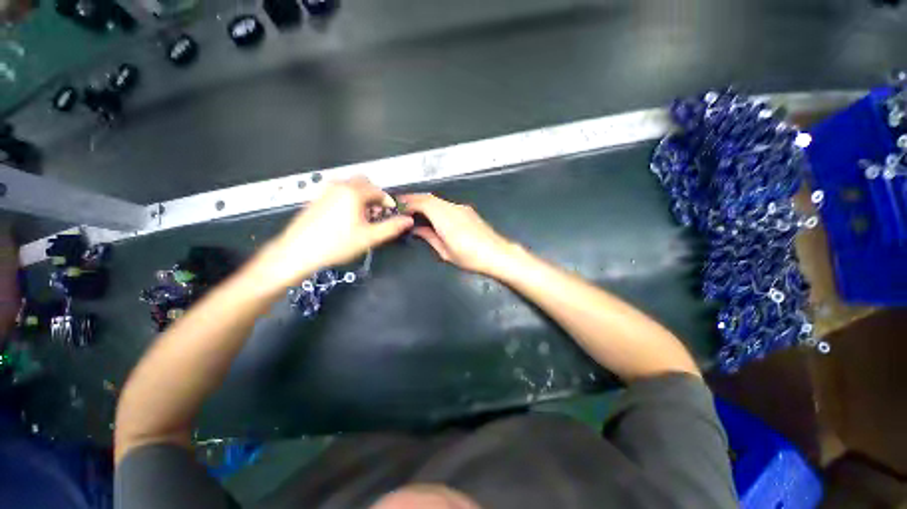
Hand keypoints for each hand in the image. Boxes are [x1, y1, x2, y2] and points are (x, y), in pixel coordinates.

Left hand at [253, 177, 412, 288]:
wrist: (298, 251)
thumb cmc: (335, 244)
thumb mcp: (369, 237)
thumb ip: (391, 227)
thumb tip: (407, 220)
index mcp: (354, 193)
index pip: (378, 190)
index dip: (388, 202)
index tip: (391, 212)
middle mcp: (339, 186)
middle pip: (364, 182)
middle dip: (374, 195)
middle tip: (378, 212)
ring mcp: (326, 191)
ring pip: (350, 185)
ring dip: (361, 196)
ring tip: (363, 216)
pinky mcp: (317, 198)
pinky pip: (338, 191)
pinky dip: (348, 198)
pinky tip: (346, 217)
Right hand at [399, 193, 517, 276]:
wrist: (497, 254)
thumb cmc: (470, 257)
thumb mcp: (445, 252)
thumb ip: (429, 237)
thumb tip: (416, 228)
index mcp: (445, 218)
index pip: (423, 202)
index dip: (408, 202)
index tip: (397, 206)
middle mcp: (452, 208)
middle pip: (429, 197)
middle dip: (414, 199)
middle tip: (401, 205)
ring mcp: (461, 208)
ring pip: (438, 200)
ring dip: (424, 202)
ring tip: (414, 210)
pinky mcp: (468, 211)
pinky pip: (446, 204)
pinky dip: (435, 206)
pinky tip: (432, 214)